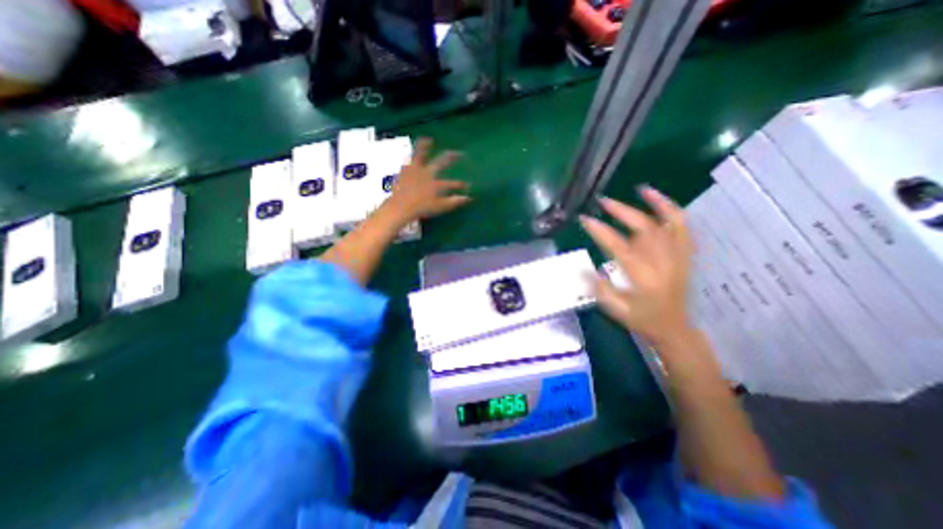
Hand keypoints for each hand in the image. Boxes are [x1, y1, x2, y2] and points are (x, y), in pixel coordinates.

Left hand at [383, 136, 470, 221]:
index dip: (460, 184)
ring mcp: (415, 171)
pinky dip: (411, 158)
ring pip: (420, 154)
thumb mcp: (440, 207)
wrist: (400, 207)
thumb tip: (468, 198)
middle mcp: (427, 173)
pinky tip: (410, 156)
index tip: (467, 184)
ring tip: (428, 140)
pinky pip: (408, 161)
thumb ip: (454, 201)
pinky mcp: (404, 172)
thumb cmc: (421, 208)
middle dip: (451, 157)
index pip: (452, 183)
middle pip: (441, 161)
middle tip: (457, 153)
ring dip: (425, 146)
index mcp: (436, 183)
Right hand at [580, 186, 694, 343]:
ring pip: (665, 223)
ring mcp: (676, 256)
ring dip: (651, 204)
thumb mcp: (615, 309)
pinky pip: (682, 227)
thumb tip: (582, 267)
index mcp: (642, 276)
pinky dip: (672, 210)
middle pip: (643, 228)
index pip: (618, 246)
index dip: (600, 231)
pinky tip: (661, 200)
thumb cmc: (641, 318)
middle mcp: (661, 261)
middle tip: (603, 201)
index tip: (585, 219)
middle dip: (621, 211)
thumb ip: (599, 287)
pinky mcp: (683, 254)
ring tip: (637, 189)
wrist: (673, 327)